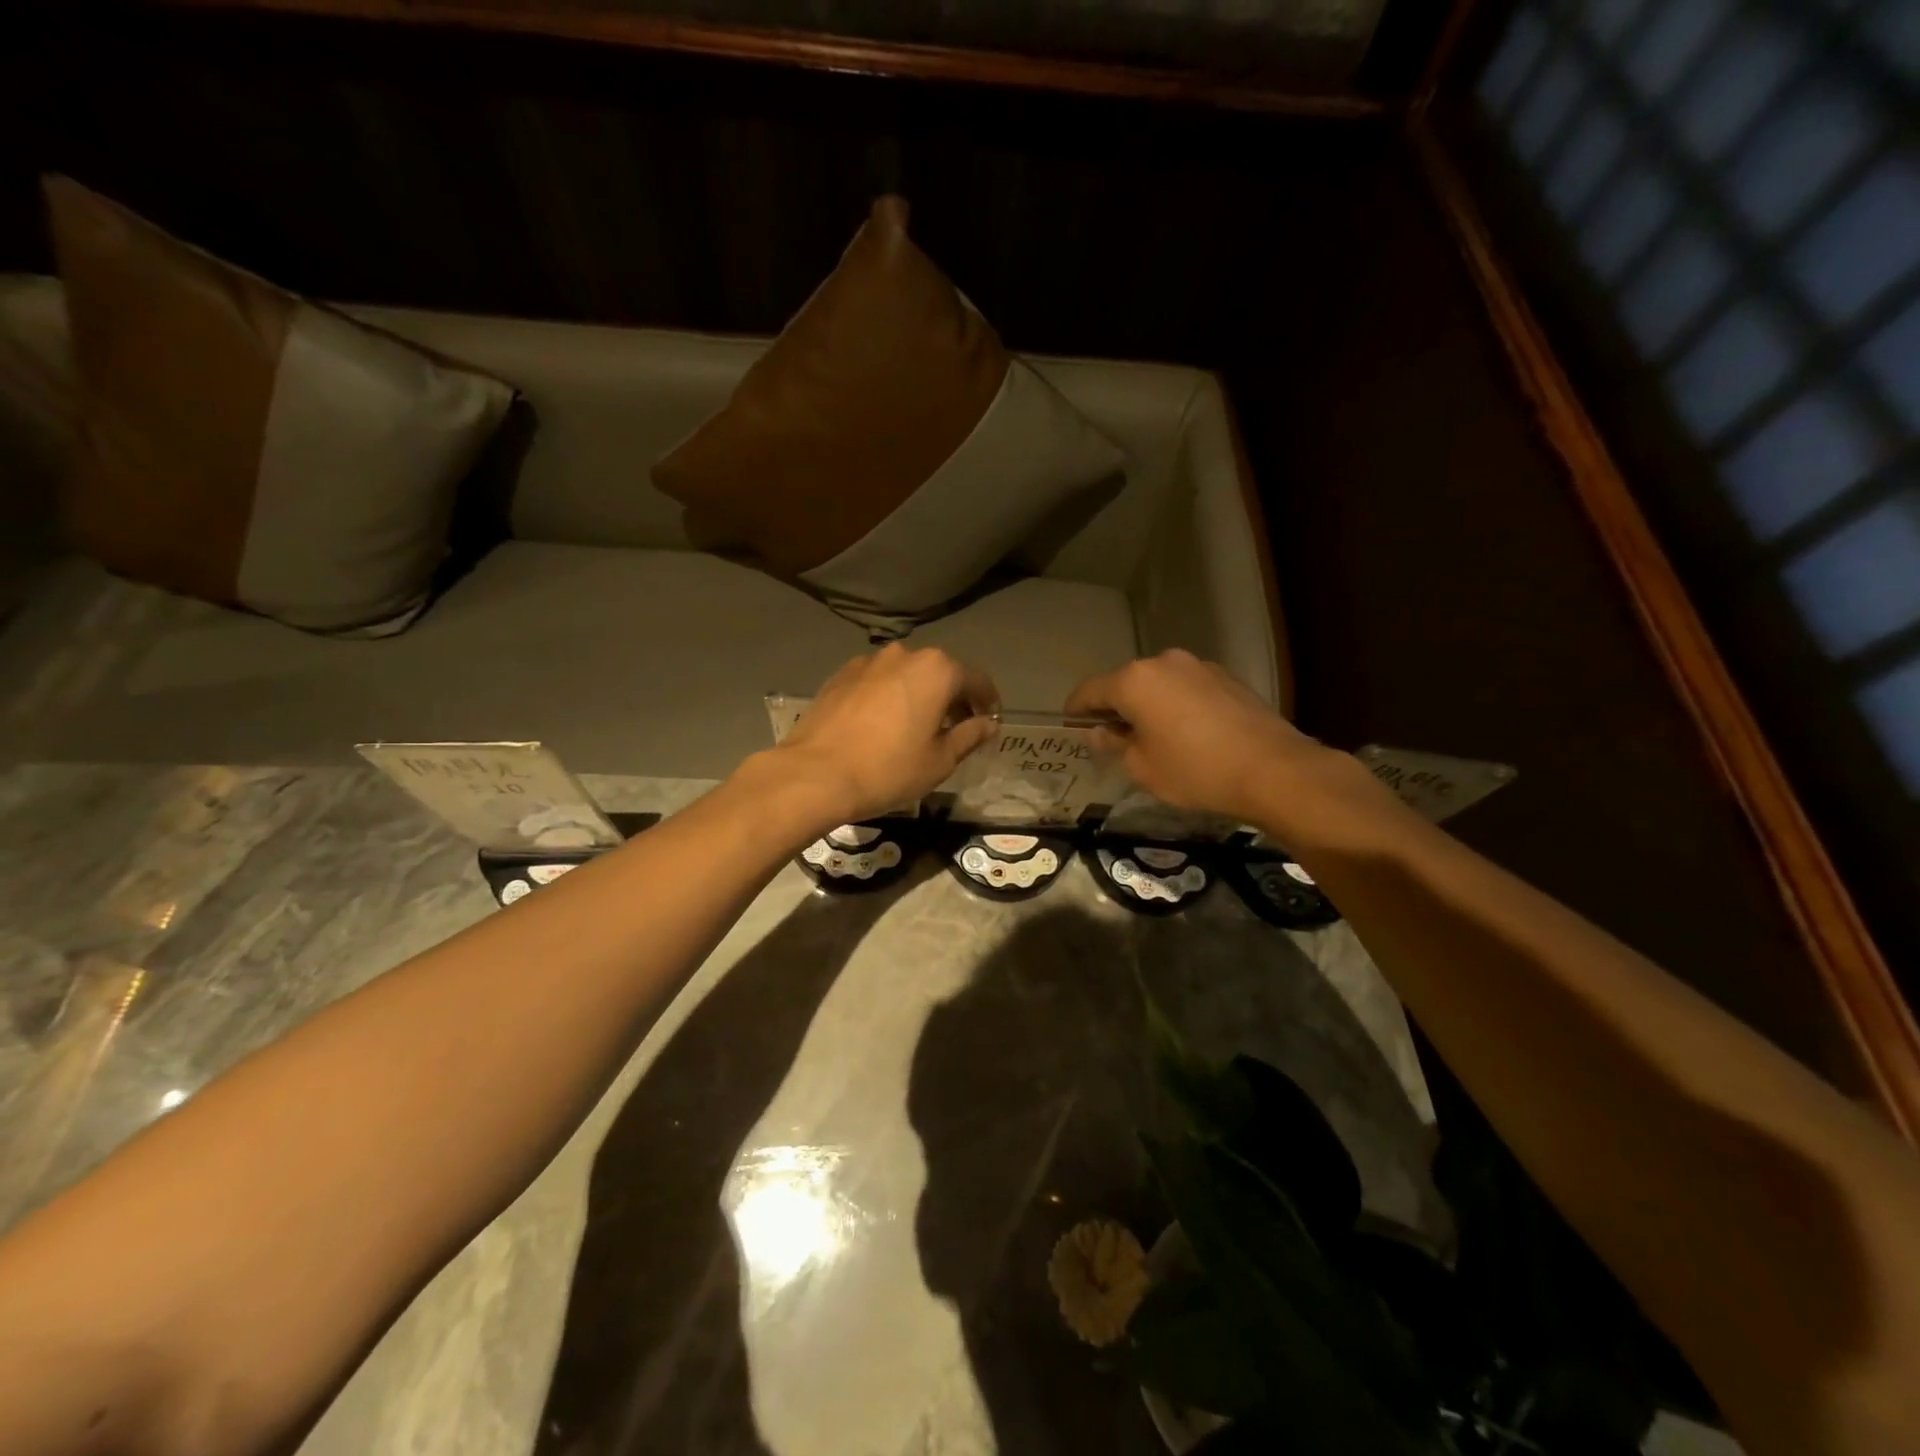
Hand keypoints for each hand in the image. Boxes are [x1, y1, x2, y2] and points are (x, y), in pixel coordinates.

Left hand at [770, 644, 999, 825]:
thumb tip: (988, 724)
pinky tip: (883, 725)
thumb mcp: (940, 760)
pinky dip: (889, 697)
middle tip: (956, 729)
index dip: (988, 702)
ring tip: (917, 728)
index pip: (976, 680)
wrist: (816, 774)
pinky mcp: (841, 675)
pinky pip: (878, 682)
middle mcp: (904, 654)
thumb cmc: (889, 769)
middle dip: (953, 698)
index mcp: (937, 670)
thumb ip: (970, 736)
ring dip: (919, 695)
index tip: (990, 722)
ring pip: (907, 675)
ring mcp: (868, 661)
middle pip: (940, 673)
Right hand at [1066, 650, 1365, 829]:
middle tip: (1114, 739)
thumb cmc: (1195, 771)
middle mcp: (1164, 663)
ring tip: (1155, 738)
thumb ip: (1115, 744)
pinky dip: (1177, 706)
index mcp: (1135, 681)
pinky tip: (1189, 735)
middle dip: (1115, 708)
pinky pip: (1187, 689)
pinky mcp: (1227, 678)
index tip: (1071, 727)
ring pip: (1158, 685)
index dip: (1075, 710)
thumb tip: (1103, 732)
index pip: (1089, 691)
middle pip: (1125, 683)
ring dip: (1149, 706)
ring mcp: (1199, 666)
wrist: (1273, 770)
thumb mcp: (1141, 768)